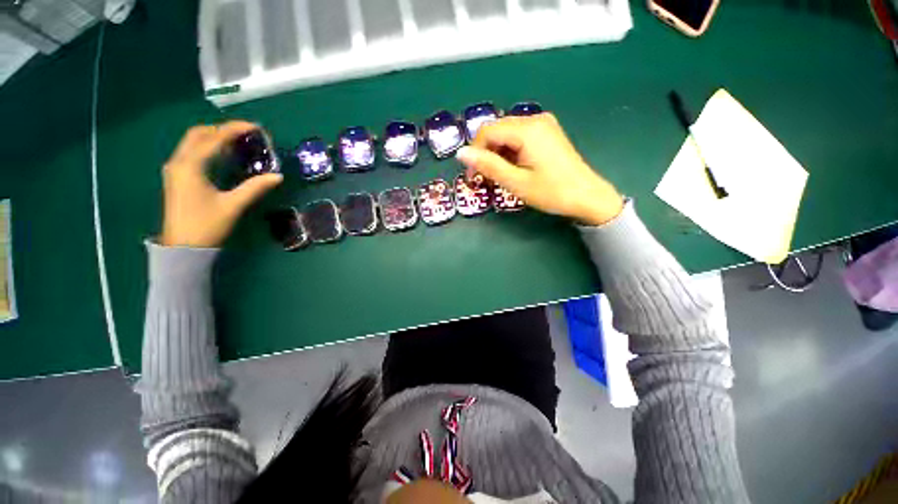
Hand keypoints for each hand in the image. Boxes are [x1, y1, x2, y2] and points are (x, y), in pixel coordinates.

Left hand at [160, 121, 282, 247]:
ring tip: (237, 141)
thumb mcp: (233, 205)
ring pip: (192, 141)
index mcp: (190, 166)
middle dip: (223, 129)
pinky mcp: (177, 176)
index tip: (256, 127)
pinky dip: (208, 147)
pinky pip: (191, 152)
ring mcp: (175, 169)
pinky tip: (222, 154)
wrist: (182, 247)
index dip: (235, 129)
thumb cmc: (206, 225)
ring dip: (214, 136)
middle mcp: (179, 162)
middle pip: (199, 134)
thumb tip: (278, 176)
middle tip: (246, 133)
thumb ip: (255, 188)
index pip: (214, 138)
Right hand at [456, 113, 623, 225]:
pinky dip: (510, 151)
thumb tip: (461, 153)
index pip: (487, 132)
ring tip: (498, 176)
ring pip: (507, 134)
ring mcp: (543, 124)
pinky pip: (519, 136)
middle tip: (484, 178)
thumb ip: (488, 165)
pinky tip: (513, 167)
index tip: (473, 176)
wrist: (587, 196)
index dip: (475, 153)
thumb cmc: (551, 192)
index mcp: (527, 130)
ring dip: (497, 153)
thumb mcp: (515, 182)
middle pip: (497, 130)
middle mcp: (535, 119)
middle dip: (485, 153)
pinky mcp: (547, 132)